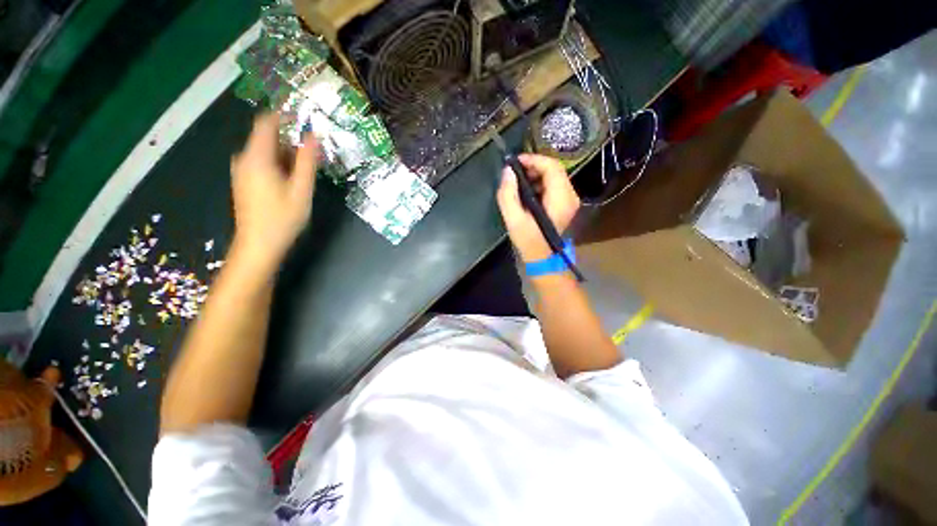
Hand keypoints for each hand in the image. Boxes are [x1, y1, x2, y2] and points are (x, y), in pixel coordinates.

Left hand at [229, 113, 318, 272]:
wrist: (259, 245)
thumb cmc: (282, 218)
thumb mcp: (301, 190)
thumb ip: (307, 161)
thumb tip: (313, 136)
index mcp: (257, 157)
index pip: (266, 122)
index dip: (284, 115)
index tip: (305, 117)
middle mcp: (244, 159)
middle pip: (266, 137)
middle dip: (290, 139)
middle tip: (313, 151)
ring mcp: (242, 170)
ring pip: (265, 151)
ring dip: (286, 153)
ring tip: (306, 168)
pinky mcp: (244, 181)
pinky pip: (261, 162)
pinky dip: (278, 163)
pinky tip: (292, 179)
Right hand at [496, 153, 579, 262]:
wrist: (543, 259)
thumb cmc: (529, 241)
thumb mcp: (514, 220)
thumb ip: (508, 194)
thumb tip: (508, 172)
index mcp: (561, 198)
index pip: (552, 167)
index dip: (533, 159)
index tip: (515, 162)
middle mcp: (570, 196)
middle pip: (555, 169)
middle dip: (534, 166)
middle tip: (515, 171)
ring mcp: (570, 200)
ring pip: (555, 176)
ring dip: (537, 174)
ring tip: (519, 181)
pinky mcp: (566, 204)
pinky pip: (555, 185)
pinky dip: (541, 183)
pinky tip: (528, 191)